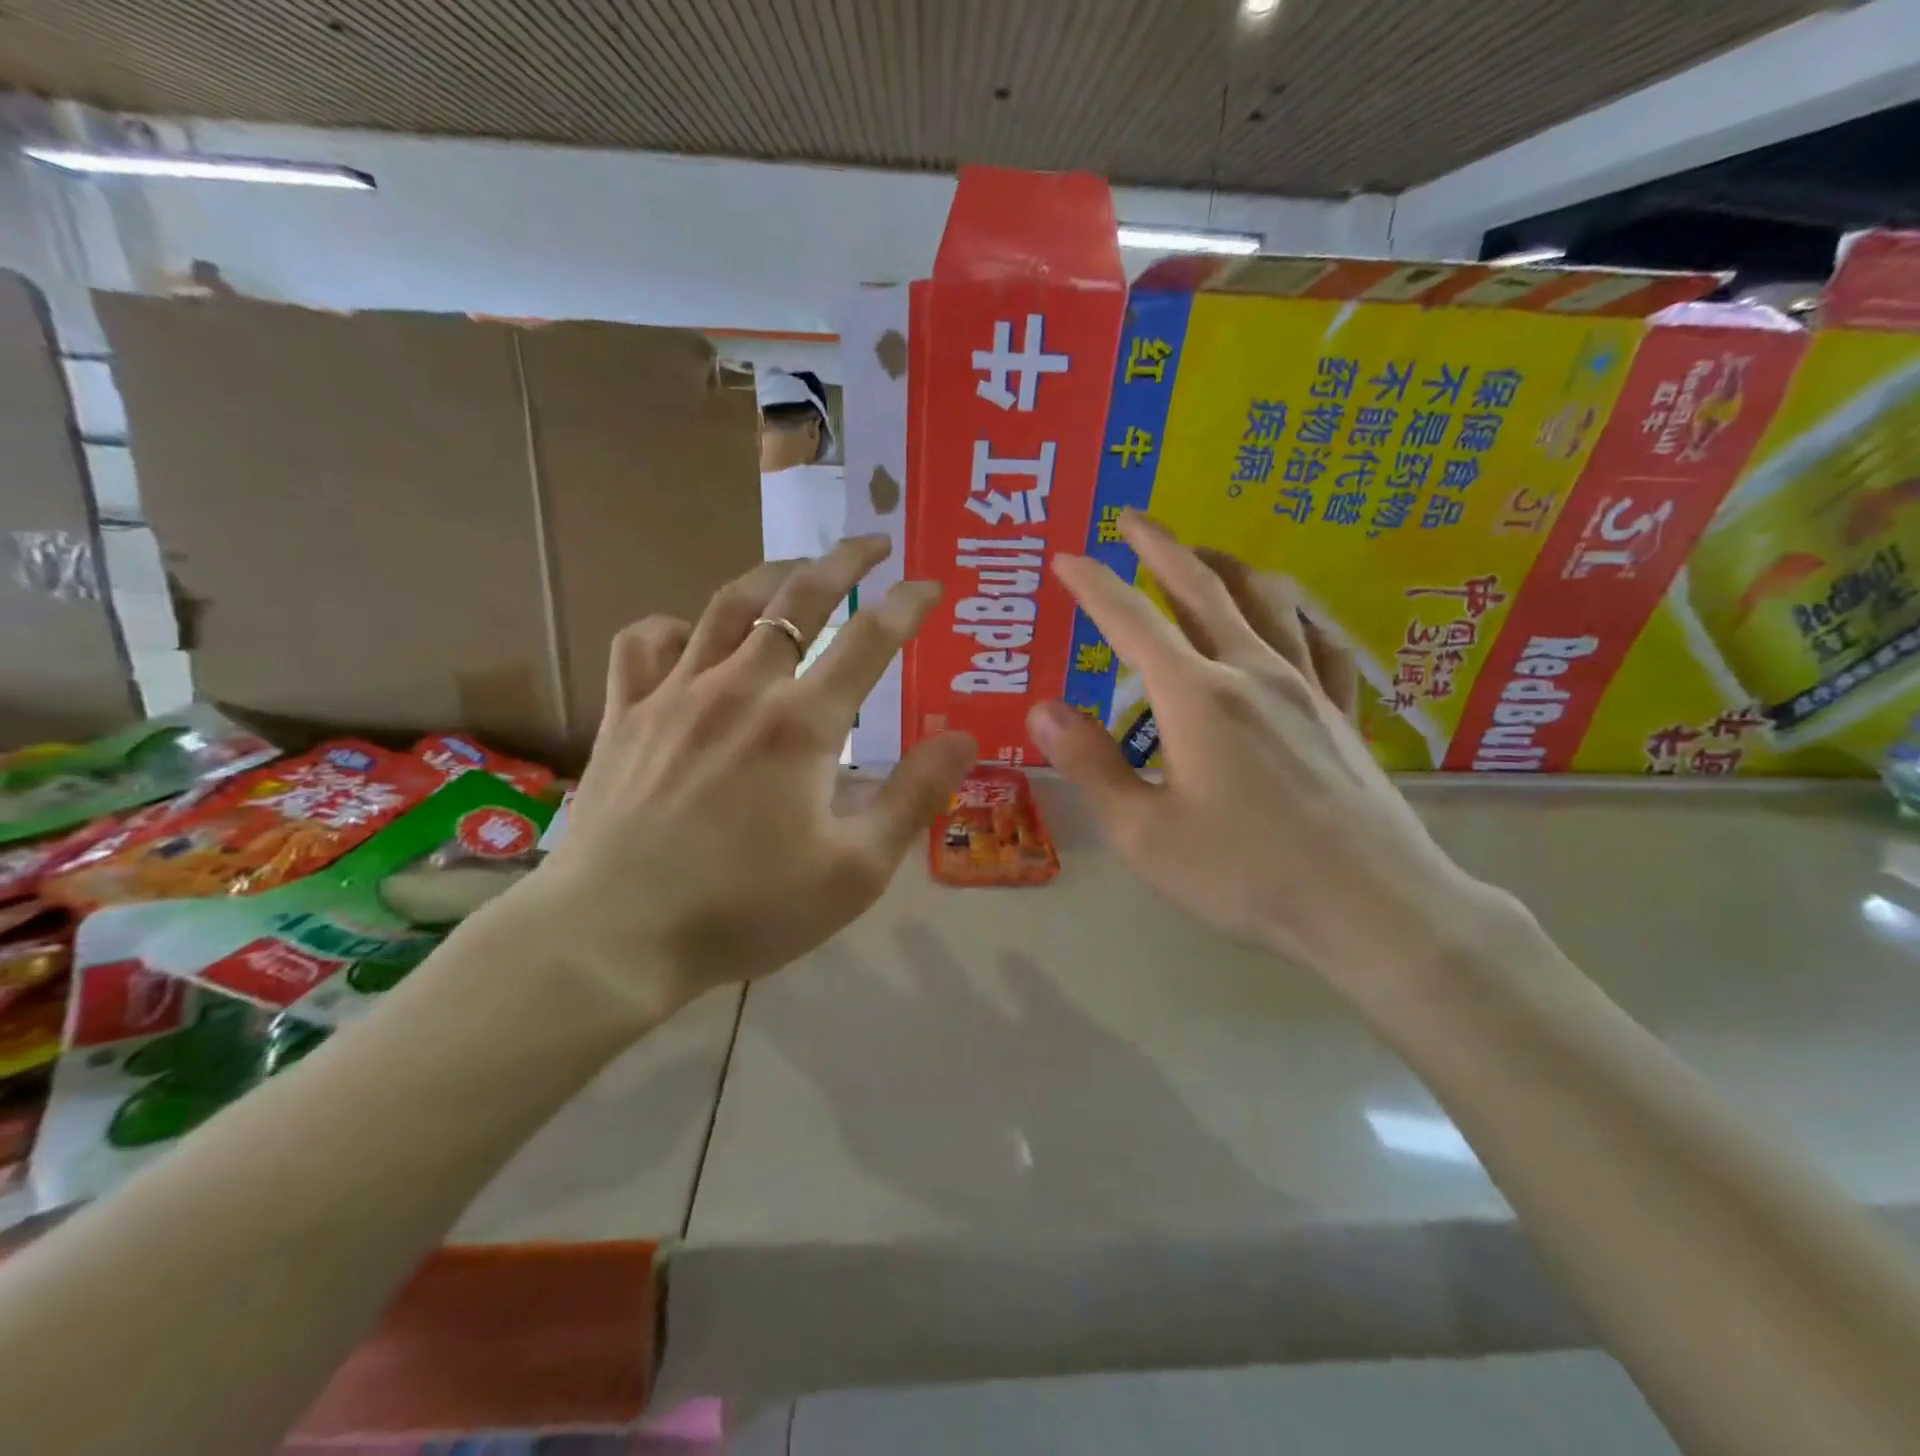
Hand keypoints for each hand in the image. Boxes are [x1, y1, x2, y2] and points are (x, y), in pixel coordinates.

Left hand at [518, 537, 977, 1024]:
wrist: (613, 937)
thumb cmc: (745, 910)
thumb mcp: (855, 870)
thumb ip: (914, 797)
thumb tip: (964, 737)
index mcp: (801, 723)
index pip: (870, 638)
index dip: (909, 604)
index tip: (933, 584)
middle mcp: (740, 688)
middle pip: (797, 599)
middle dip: (842, 560)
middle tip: (872, 542)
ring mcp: (674, 694)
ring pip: (726, 606)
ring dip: (770, 576)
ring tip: (797, 569)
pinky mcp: (625, 714)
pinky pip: (644, 644)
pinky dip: (674, 626)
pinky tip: (690, 637)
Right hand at [1028, 510, 1511, 983]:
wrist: (1373, 907)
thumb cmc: (1247, 875)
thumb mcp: (1145, 833)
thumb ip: (1092, 765)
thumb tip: (1042, 709)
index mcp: (1197, 697)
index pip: (1132, 621)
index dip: (1093, 584)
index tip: (1065, 556)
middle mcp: (1252, 672)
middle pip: (1202, 588)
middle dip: (1161, 547)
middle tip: (1131, 519)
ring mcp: (1307, 687)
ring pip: (1266, 601)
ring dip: (1226, 566)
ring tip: (1203, 553)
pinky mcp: (1342, 712)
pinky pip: (1321, 641)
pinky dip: (1296, 615)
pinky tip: (1291, 616)